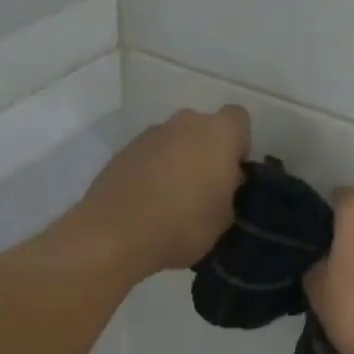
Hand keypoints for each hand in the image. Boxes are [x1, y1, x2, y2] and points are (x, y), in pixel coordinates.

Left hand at [76, 106, 250, 276]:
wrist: (114, 235)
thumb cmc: (183, 225)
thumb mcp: (223, 219)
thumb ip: (228, 191)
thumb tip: (221, 183)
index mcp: (217, 133)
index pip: (238, 119)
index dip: (238, 144)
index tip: (232, 172)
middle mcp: (184, 123)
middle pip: (203, 127)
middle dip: (205, 151)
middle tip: (204, 187)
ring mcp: (150, 134)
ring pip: (173, 140)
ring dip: (177, 160)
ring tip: (171, 198)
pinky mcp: (123, 150)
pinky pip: (148, 155)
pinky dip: (151, 170)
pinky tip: (147, 201)